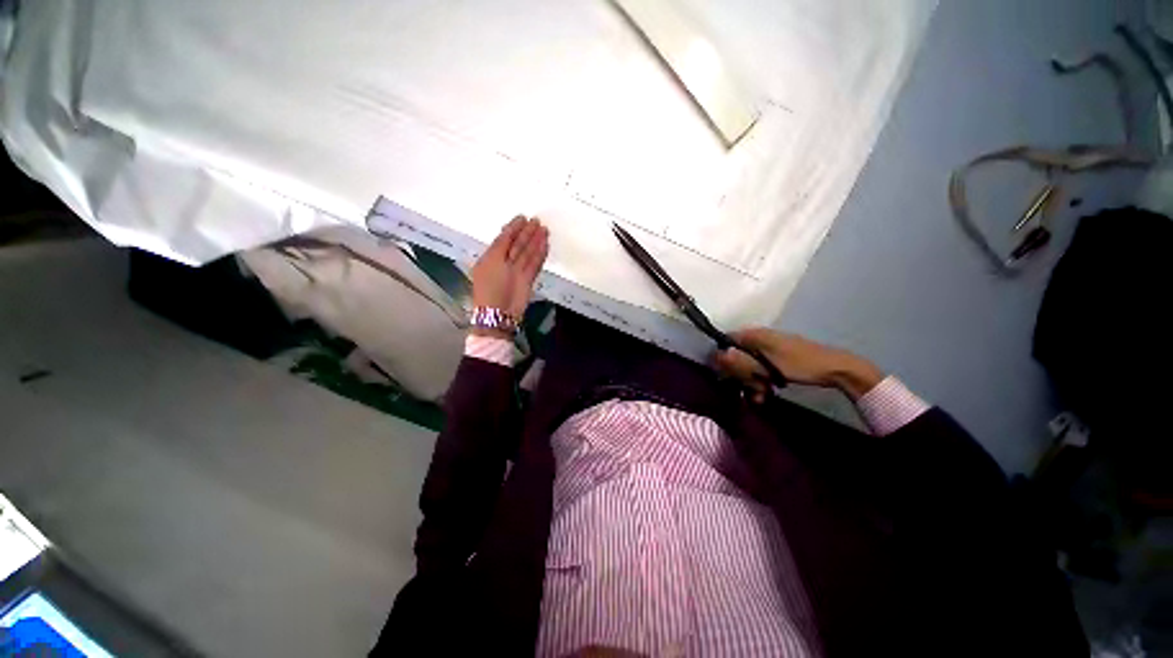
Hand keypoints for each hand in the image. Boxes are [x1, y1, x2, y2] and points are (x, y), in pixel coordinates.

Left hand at [470, 216, 549, 335]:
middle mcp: (505, 262)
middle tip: (536, 221)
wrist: (498, 313)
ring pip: (528, 253)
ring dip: (536, 241)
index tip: (522, 217)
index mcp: (492, 257)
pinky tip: (545, 244)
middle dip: (526, 233)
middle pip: (518, 244)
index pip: (504, 238)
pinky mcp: (528, 280)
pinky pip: (535, 264)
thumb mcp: (491, 262)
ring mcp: (517, 271)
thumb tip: (509, 232)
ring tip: (544, 229)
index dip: (513, 228)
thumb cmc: (489, 287)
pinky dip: (540, 254)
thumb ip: (501, 246)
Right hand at [711, 328, 884, 402]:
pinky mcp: (776, 357)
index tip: (723, 375)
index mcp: (754, 335)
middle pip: (736, 355)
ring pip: (748, 364)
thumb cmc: (800, 365)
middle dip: (740, 374)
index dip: (722, 357)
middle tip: (749, 388)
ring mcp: (768, 347)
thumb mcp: (767, 366)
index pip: (726, 341)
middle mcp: (758, 338)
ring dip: (751, 381)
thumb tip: (716, 355)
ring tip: (760, 395)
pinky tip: (765, 393)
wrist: (835, 368)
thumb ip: (741, 361)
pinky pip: (760, 367)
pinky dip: (761, 380)